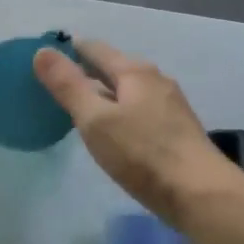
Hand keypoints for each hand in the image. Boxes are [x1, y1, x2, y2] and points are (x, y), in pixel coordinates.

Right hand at [33, 38, 240, 223]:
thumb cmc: (142, 154)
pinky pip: (139, 110)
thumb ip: (68, 85)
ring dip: (103, 94)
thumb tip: (42, 51)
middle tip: (56, 84)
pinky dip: (119, 112)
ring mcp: (170, 106)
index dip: (68, 50)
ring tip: (79, 107)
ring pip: (128, 90)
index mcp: (135, 72)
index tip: (45, 59)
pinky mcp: (176, 131)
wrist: (201, 195)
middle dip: (86, 72)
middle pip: (114, 68)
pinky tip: (112, 131)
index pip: (95, 48)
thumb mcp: (95, 119)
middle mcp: (155, 80)